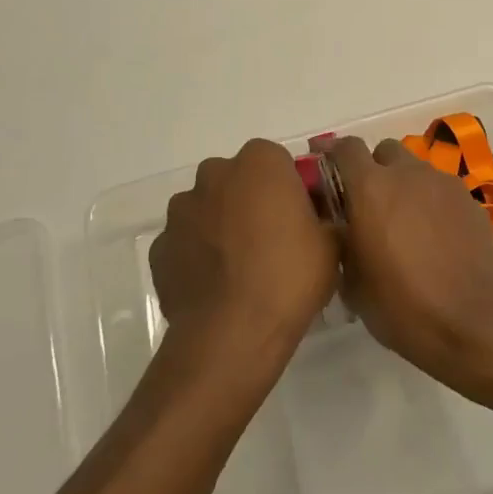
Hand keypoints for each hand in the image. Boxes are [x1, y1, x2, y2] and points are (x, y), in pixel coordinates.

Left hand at [150, 139, 337, 373]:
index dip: (287, 186)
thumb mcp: (332, 243)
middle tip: (271, 239)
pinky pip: (185, 242)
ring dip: (220, 225)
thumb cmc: (289, 276)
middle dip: (250, 200)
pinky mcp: (160, 247)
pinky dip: (197, 256)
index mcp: (260, 163)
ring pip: (207, 208)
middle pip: (236, 178)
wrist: (232, 333)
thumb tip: (318, 220)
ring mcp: (181, 211)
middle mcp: (215, 175)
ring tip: (240, 268)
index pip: (276, 159)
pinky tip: (216, 286)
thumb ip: (324, 218)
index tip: (298, 216)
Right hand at [321, 136, 492, 391]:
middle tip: (367, 202)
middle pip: (384, 151)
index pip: (346, 148)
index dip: (332, 152)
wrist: (473, 321)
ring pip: (415, 169)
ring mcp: (443, 184)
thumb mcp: (354, 284)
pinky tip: (433, 236)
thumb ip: (342, 243)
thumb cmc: (403, 306)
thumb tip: (342, 230)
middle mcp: (408, 174)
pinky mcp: (469, 200)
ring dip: (404, 185)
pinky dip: (430, 202)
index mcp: (371, 188)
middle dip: (373, 168)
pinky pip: (441, 190)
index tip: (322, 163)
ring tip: (403, 223)